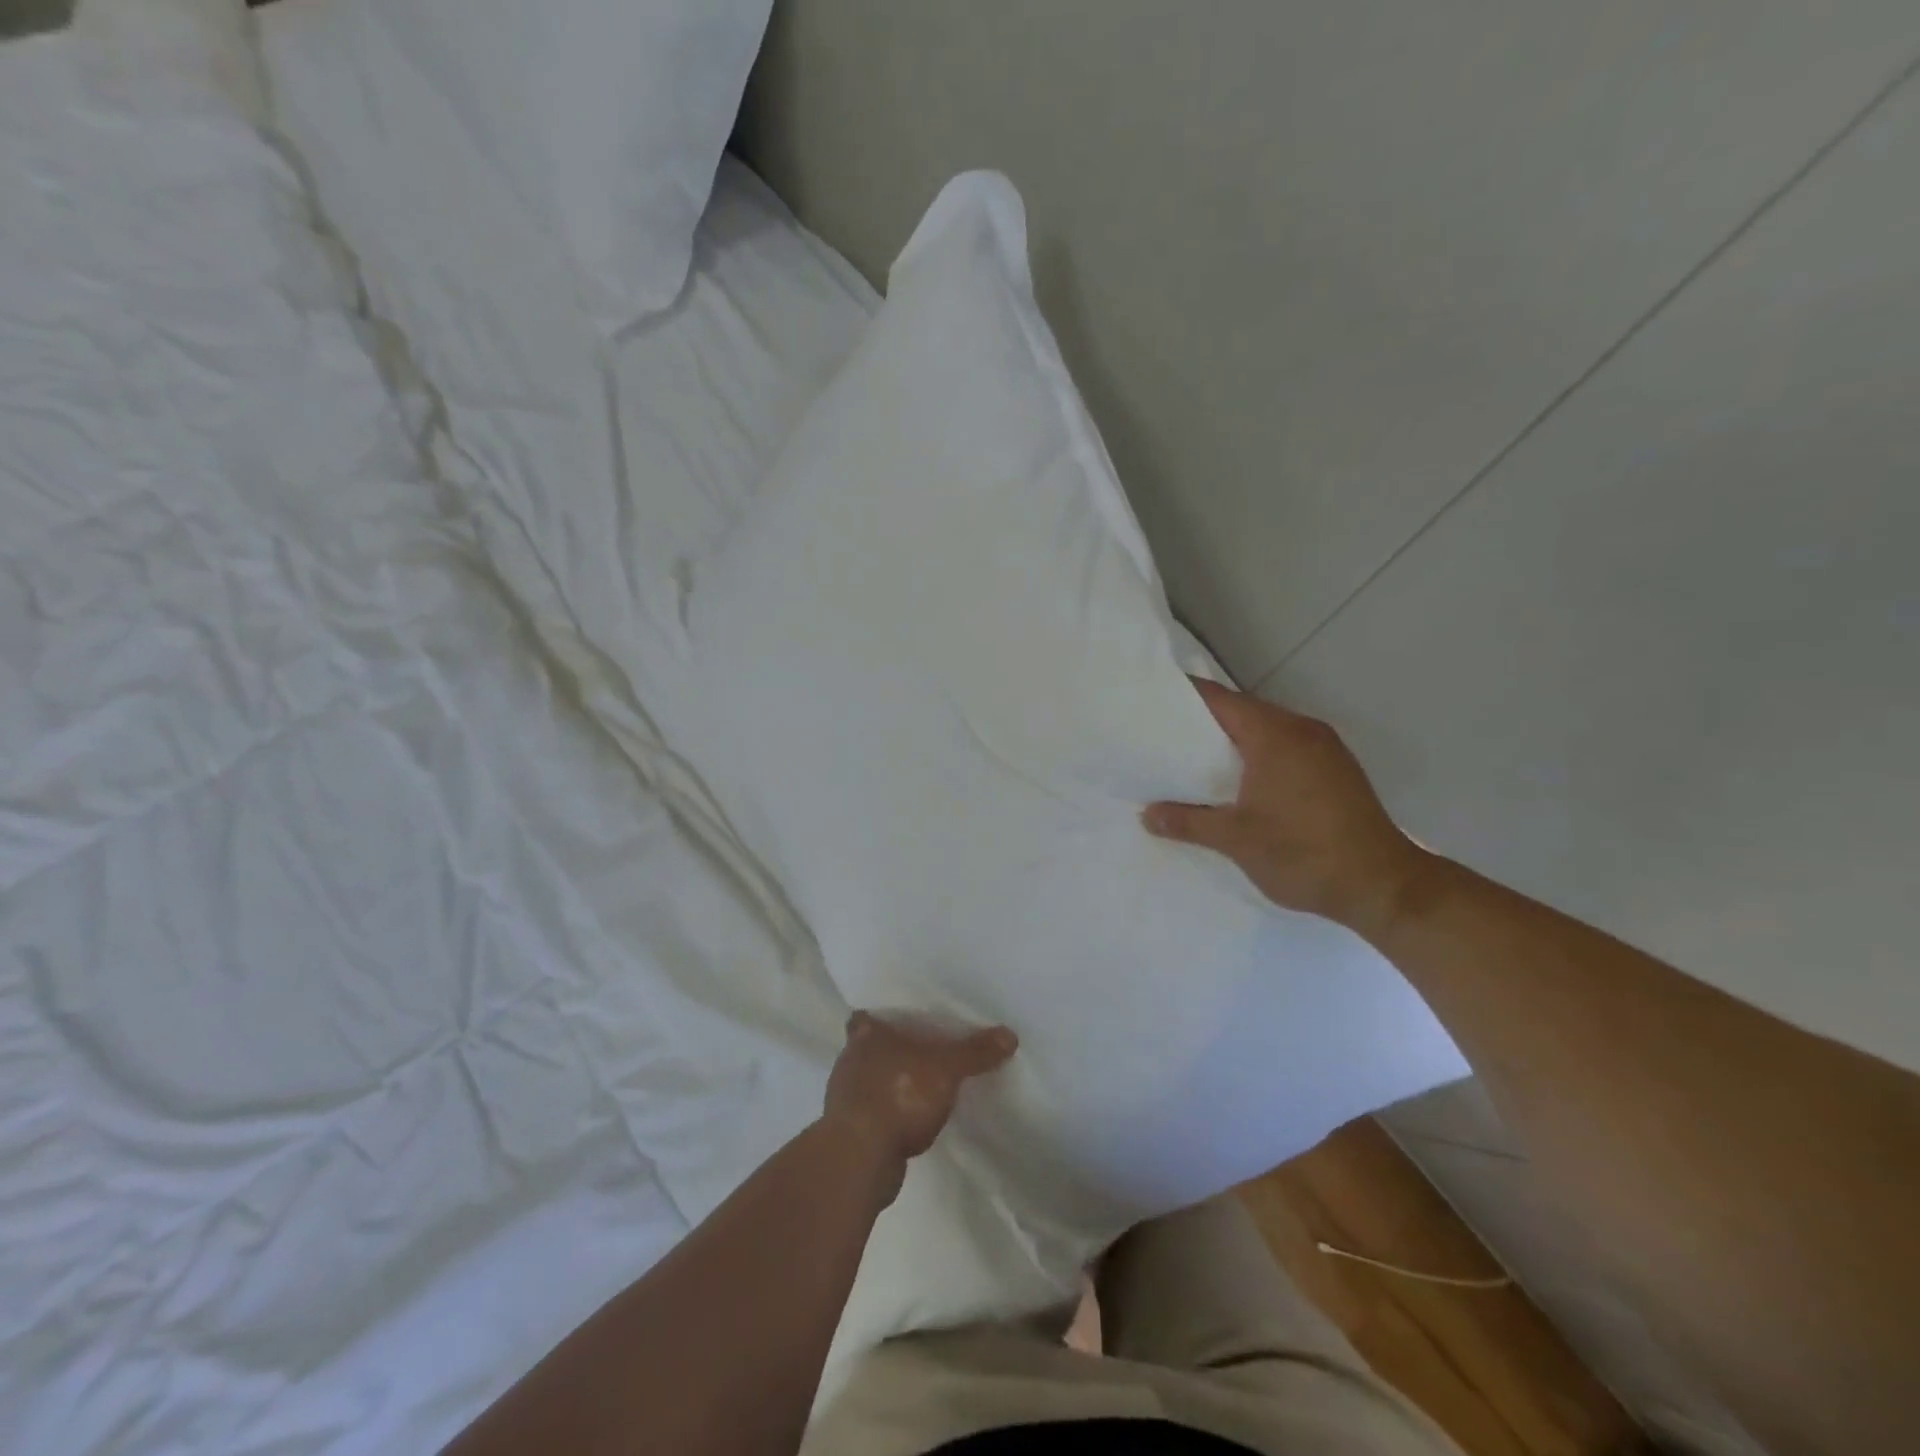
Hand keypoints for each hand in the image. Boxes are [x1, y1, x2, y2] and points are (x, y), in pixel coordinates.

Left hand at [822, 1012, 1017, 1191]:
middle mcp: (850, 1060)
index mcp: (866, 1034)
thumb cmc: (899, 1095)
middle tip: (919, 1050)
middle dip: (889, 1050)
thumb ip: (975, 1052)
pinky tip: (909, 1122)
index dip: (880, 1016)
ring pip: (870, 1081)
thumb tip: (1010, 1034)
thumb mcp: (946, 1068)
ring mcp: (845, 1098)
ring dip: (889, 1085)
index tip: (898, 1020)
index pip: (866, 1015)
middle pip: (869, 1047)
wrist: (860, 1158)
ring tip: (919, 1086)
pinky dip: (888, 1115)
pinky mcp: (848, 1132)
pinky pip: (872, 1113)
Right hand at [1142, 677, 1431, 939]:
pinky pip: (1287, 749)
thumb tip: (1148, 815)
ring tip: (1195, 761)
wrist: (1383, 886)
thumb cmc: (1303, 853)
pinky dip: (1259, 756)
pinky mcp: (1337, 770)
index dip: (1184, 698)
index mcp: (1274, 735)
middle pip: (1243, 711)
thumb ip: (1188, 821)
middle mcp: (1302, 730)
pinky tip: (1241, 782)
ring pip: (1267, 731)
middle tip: (1164, 737)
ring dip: (1234, 742)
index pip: (1219, 700)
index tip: (1151, 703)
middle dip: (1205, 723)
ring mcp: (1325, 749)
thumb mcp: (1235, 839)